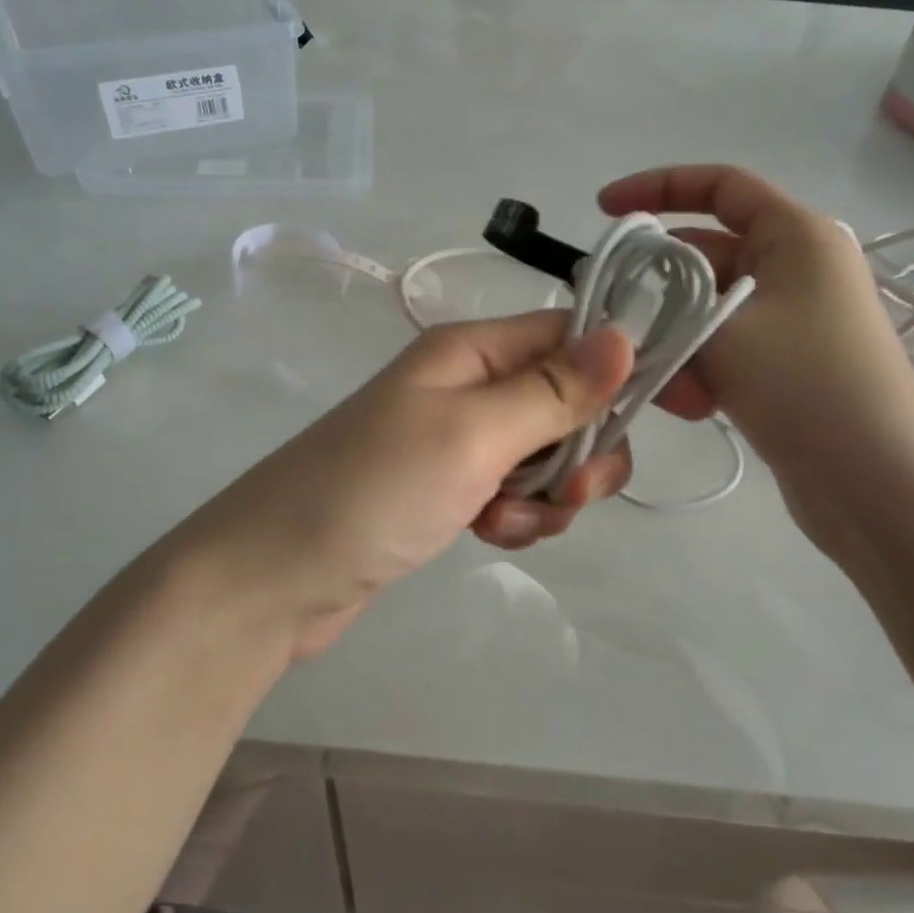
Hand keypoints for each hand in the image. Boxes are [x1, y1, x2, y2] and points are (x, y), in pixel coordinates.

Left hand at [166, 312, 633, 658]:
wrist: (275, 578)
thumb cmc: (375, 490)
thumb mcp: (473, 434)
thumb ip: (553, 391)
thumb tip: (626, 335)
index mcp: (472, 350)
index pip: (568, 334)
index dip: (610, 371)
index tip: (639, 422)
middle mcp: (468, 384)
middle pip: (566, 401)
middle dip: (580, 452)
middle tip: (565, 493)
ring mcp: (456, 439)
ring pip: (545, 456)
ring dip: (548, 496)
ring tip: (506, 523)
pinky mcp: (448, 489)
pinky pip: (513, 493)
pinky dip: (517, 517)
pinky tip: (489, 536)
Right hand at [601, 166, 913, 549]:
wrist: (879, 486)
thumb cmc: (806, 385)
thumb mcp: (722, 333)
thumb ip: (665, 308)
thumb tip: (629, 307)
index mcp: (796, 235)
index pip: (719, 185)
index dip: (657, 186)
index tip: (604, 211)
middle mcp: (798, 267)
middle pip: (706, 254)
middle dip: (656, 286)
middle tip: (611, 315)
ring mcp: (795, 318)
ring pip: (708, 309)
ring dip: (676, 339)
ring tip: (665, 383)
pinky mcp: (788, 363)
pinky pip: (726, 346)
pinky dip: (699, 365)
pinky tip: (691, 404)